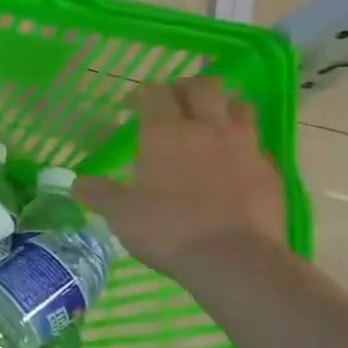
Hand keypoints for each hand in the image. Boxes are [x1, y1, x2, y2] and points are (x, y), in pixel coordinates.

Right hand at [75, 77, 286, 280]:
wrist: (235, 260)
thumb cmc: (168, 229)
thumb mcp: (121, 214)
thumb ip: (99, 193)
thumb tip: (78, 184)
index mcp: (165, 132)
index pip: (155, 92)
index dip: (141, 93)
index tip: (130, 106)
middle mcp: (207, 129)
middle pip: (204, 86)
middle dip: (186, 88)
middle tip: (172, 103)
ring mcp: (244, 147)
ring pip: (239, 106)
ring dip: (222, 107)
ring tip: (208, 123)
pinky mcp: (270, 170)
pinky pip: (256, 143)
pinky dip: (242, 143)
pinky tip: (231, 162)